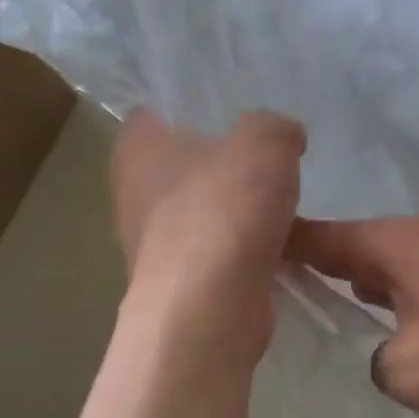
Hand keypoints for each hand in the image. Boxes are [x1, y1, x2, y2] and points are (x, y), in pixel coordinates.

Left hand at [111, 109, 304, 350]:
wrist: (210, 308)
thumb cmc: (224, 210)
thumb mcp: (265, 142)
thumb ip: (275, 127)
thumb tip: (284, 138)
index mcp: (137, 148)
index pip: (156, 113)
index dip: (193, 109)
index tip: (235, 113)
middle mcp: (134, 193)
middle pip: (183, 165)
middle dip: (223, 163)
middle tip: (268, 158)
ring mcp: (153, 244)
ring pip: (202, 212)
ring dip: (236, 211)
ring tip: (282, 204)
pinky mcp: (180, 283)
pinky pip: (217, 252)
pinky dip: (243, 250)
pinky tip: (279, 246)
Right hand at [288, 216, 418, 417]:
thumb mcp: (407, 370)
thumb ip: (376, 360)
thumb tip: (389, 354)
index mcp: (390, 245)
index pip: (318, 236)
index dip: (279, 243)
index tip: (240, 249)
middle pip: (351, 249)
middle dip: (315, 269)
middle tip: (270, 294)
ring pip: (386, 271)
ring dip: (358, 289)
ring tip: (320, 315)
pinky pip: (417, 292)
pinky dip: (394, 307)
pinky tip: (387, 334)